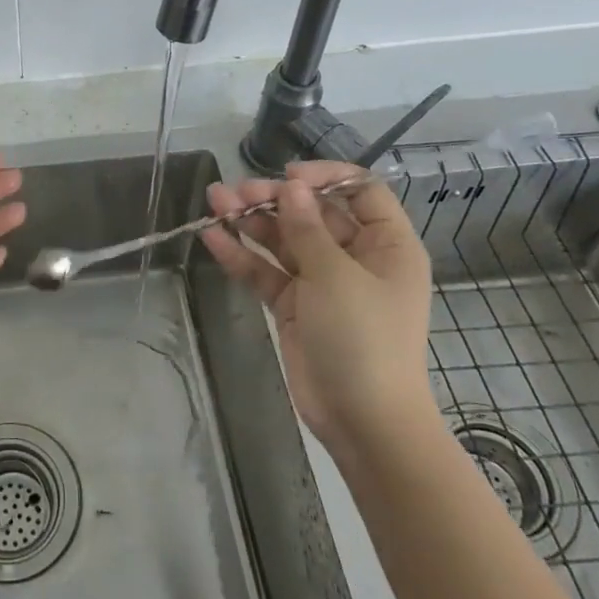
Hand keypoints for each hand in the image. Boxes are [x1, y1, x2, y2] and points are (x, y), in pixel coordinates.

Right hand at [200, 161, 436, 451]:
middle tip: (237, 191)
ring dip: (251, 221)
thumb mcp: (336, 276)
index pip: (361, 192)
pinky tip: (213, 237)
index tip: (288, 176)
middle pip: (313, 213)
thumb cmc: (364, 339)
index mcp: (386, 245)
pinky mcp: (295, 306)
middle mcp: (355, 258)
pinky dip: (242, 256)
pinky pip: (267, 272)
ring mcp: (322, 282)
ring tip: (214, 201)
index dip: (326, 177)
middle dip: (274, 199)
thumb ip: (307, 228)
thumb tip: (291, 186)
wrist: (364, 422)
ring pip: (284, 240)